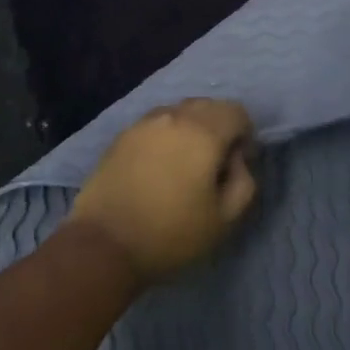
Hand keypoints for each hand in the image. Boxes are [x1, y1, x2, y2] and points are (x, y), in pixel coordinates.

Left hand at [68, 99, 259, 282]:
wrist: (104, 244)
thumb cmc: (171, 234)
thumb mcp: (225, 219)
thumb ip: (244, 181)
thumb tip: (235, 160)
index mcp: (204, 132)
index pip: (236, 111)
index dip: (245, 135)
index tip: (236, 165)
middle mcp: (174, 116)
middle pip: (208, 105)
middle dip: (219, 127)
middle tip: (213, 165)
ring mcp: (144, 123)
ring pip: (180, 111)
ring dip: (191, 129)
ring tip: (184, 165)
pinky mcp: (122, 135)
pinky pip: (155, 123)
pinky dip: (166, 136)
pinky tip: (158, 167)